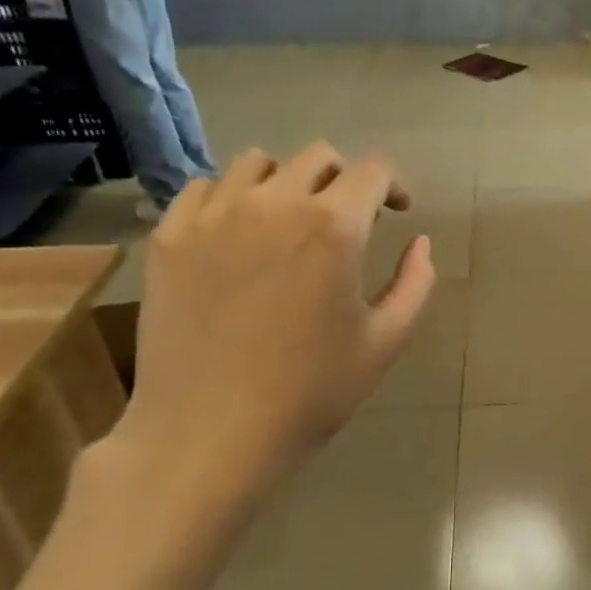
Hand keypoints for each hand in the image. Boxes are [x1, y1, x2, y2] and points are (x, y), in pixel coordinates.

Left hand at [113, 143, 434, 509]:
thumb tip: (419, 242)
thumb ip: (415, 283)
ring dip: (286, 182)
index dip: (393, 184)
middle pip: (317, 157)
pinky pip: (205, 189)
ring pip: (257, 163)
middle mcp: (274, 203)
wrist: (210, 432)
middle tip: (347, 219)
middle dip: (344, 180)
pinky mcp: (170, 236)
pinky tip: (237, 235)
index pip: (372, 171)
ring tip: (288, 221)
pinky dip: (231, 198)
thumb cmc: (310, 392)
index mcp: (334, 227)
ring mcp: (214, 215)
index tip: (396, 211)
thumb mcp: (385, 342)